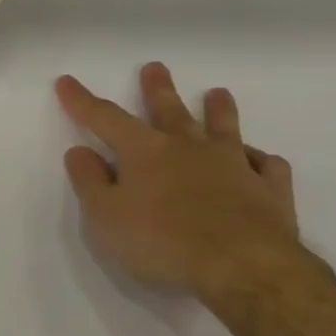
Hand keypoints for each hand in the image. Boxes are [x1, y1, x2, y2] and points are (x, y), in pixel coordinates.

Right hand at [57, 63, 301, 301]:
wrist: (244, 267)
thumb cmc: (162, 242)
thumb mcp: (106, 216)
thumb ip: (90, 182)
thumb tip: (79, 151)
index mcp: (145, 152)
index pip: (106, 118)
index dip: (83, 101)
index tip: (66, 81)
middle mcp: (189, 149)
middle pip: (170, 111)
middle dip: (158, 89)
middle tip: (155, 68)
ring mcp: (234, 166)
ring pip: (224, 129)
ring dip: (218, 110)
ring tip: (217, 93)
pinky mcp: (269, 191)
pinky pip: (268, 166)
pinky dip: (262, 159)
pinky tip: (261, 159)